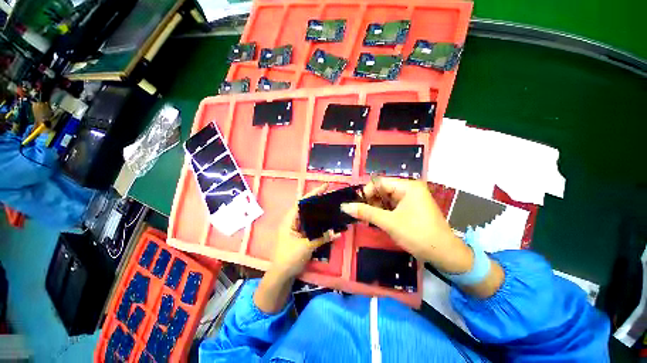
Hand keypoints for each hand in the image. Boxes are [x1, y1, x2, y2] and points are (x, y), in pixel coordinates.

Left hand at [255, 184, 339, 313]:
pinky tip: (327, 220)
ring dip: (319, 210)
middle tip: (330, 194)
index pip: (302, 202)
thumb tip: (337, 232)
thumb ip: (321, 237)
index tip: (324, 187)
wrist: (282, 275)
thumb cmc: (289, 258)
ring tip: (330, 204)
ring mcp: (297, 228)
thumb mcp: (306, 246)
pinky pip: (311, 224)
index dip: (313, 193)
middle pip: (306, 207)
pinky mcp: (301, 234)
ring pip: (309, 216)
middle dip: (317, 200)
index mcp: (290, 220)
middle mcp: (293, 221)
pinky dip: (319, 221)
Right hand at [341, 178, 472, 273]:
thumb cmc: (417, 234)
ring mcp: (412, 199)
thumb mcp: (389, 223)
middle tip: (362, 215)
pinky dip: (385, 213)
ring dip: (377, 209)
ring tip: (369, 220)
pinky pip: (393, 206)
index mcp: (408, 186)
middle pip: (383, 190)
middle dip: (371, 202)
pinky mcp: (412, 209)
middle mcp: (410, 189)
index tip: (357, 205)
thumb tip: (345, 206)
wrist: (446, 255)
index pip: (380, 183)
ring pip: (387, 200)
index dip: (366, 192)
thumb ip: (366, 212)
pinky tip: (379, 221)